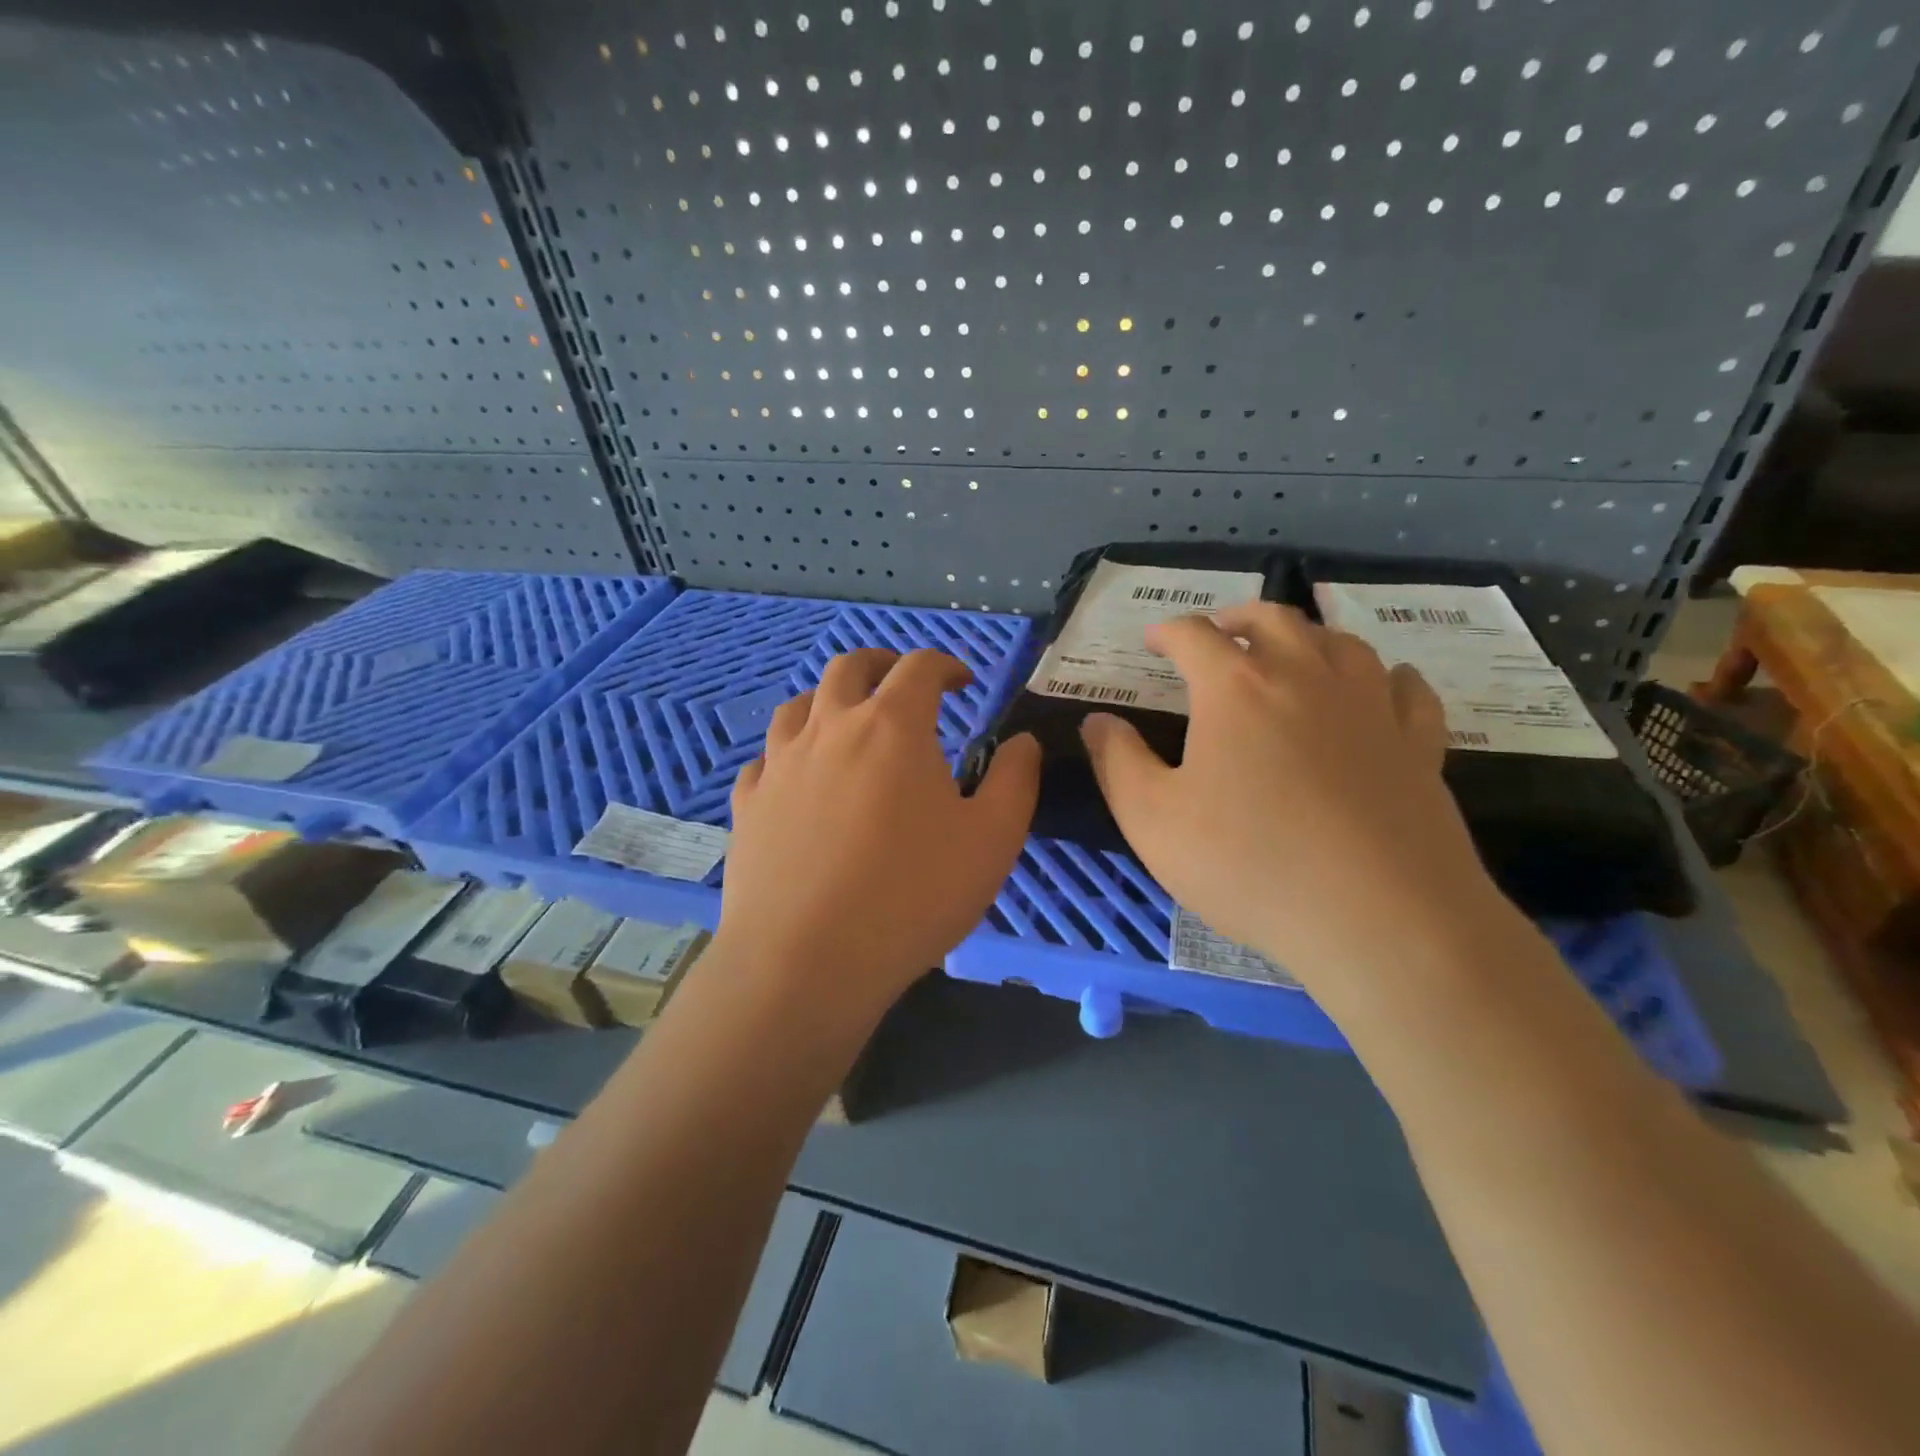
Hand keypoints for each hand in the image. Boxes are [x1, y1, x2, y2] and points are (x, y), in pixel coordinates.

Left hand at [717, 648, 1039, 1013]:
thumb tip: (1023, 742)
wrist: (805, 962)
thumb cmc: (911, 896)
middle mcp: (829, 728)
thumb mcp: (992, 840)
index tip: (963, 683)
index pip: (919, 668)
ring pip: (798, 705)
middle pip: (849, 668)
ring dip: (829, 701)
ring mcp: (780, 765)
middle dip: (882, 665)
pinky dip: (789, 754)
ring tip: (848, 724)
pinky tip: (799, 780)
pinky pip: (765, 760)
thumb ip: (1015, 780)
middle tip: (903, 685)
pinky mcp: (748, 804)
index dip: (946, 665)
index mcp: (891, 727)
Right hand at [1079, 604, 1500, 988]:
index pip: (1193, 636)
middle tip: (1218, 632)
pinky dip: (1386, 677)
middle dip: (1237, 617)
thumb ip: (1118, 762)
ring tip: (1289, 655)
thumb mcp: (1152, 820)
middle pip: (1272, 619)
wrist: (1379, 919)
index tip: (1151, 641)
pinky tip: (1381, 687)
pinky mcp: (1419, 744)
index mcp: (1235, 688)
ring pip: (1340, 642)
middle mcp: (1305, 676)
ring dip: (1306, 638)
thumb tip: (1097, 721)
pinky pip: (1407, 689)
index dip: (1167, 632)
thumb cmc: (1249, 864)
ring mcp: (1370, 706)